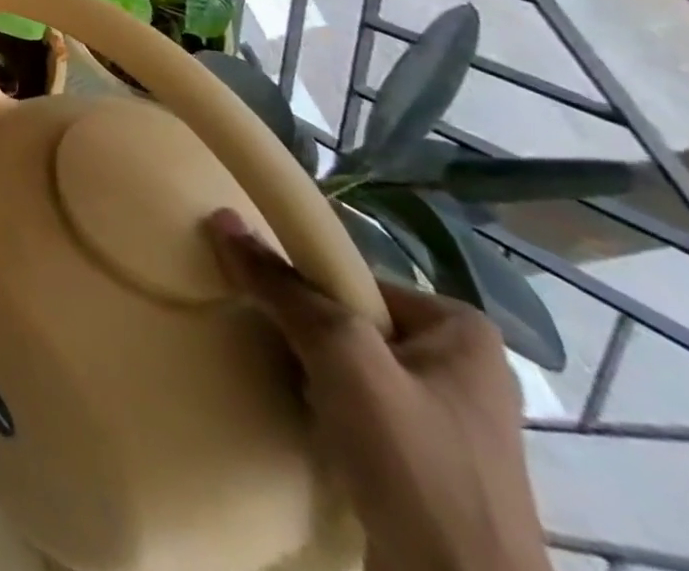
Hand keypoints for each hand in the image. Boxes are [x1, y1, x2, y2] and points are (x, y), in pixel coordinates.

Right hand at [206, 209, 547, 570]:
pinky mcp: (430, 470)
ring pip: (354, 369)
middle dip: (307, 331)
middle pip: (353, 322)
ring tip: (276, 378)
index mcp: (462, 332)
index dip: (305, 287)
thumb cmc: (414, 462)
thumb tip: (224, 218)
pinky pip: (362, 414)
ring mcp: (450, 426)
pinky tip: (303, 420)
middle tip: (264, 338)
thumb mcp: (341, 356)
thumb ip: (284, 288)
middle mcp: (464, 370)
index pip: (354, 280)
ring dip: (311, 372)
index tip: (266, 304)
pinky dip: (327, 411)